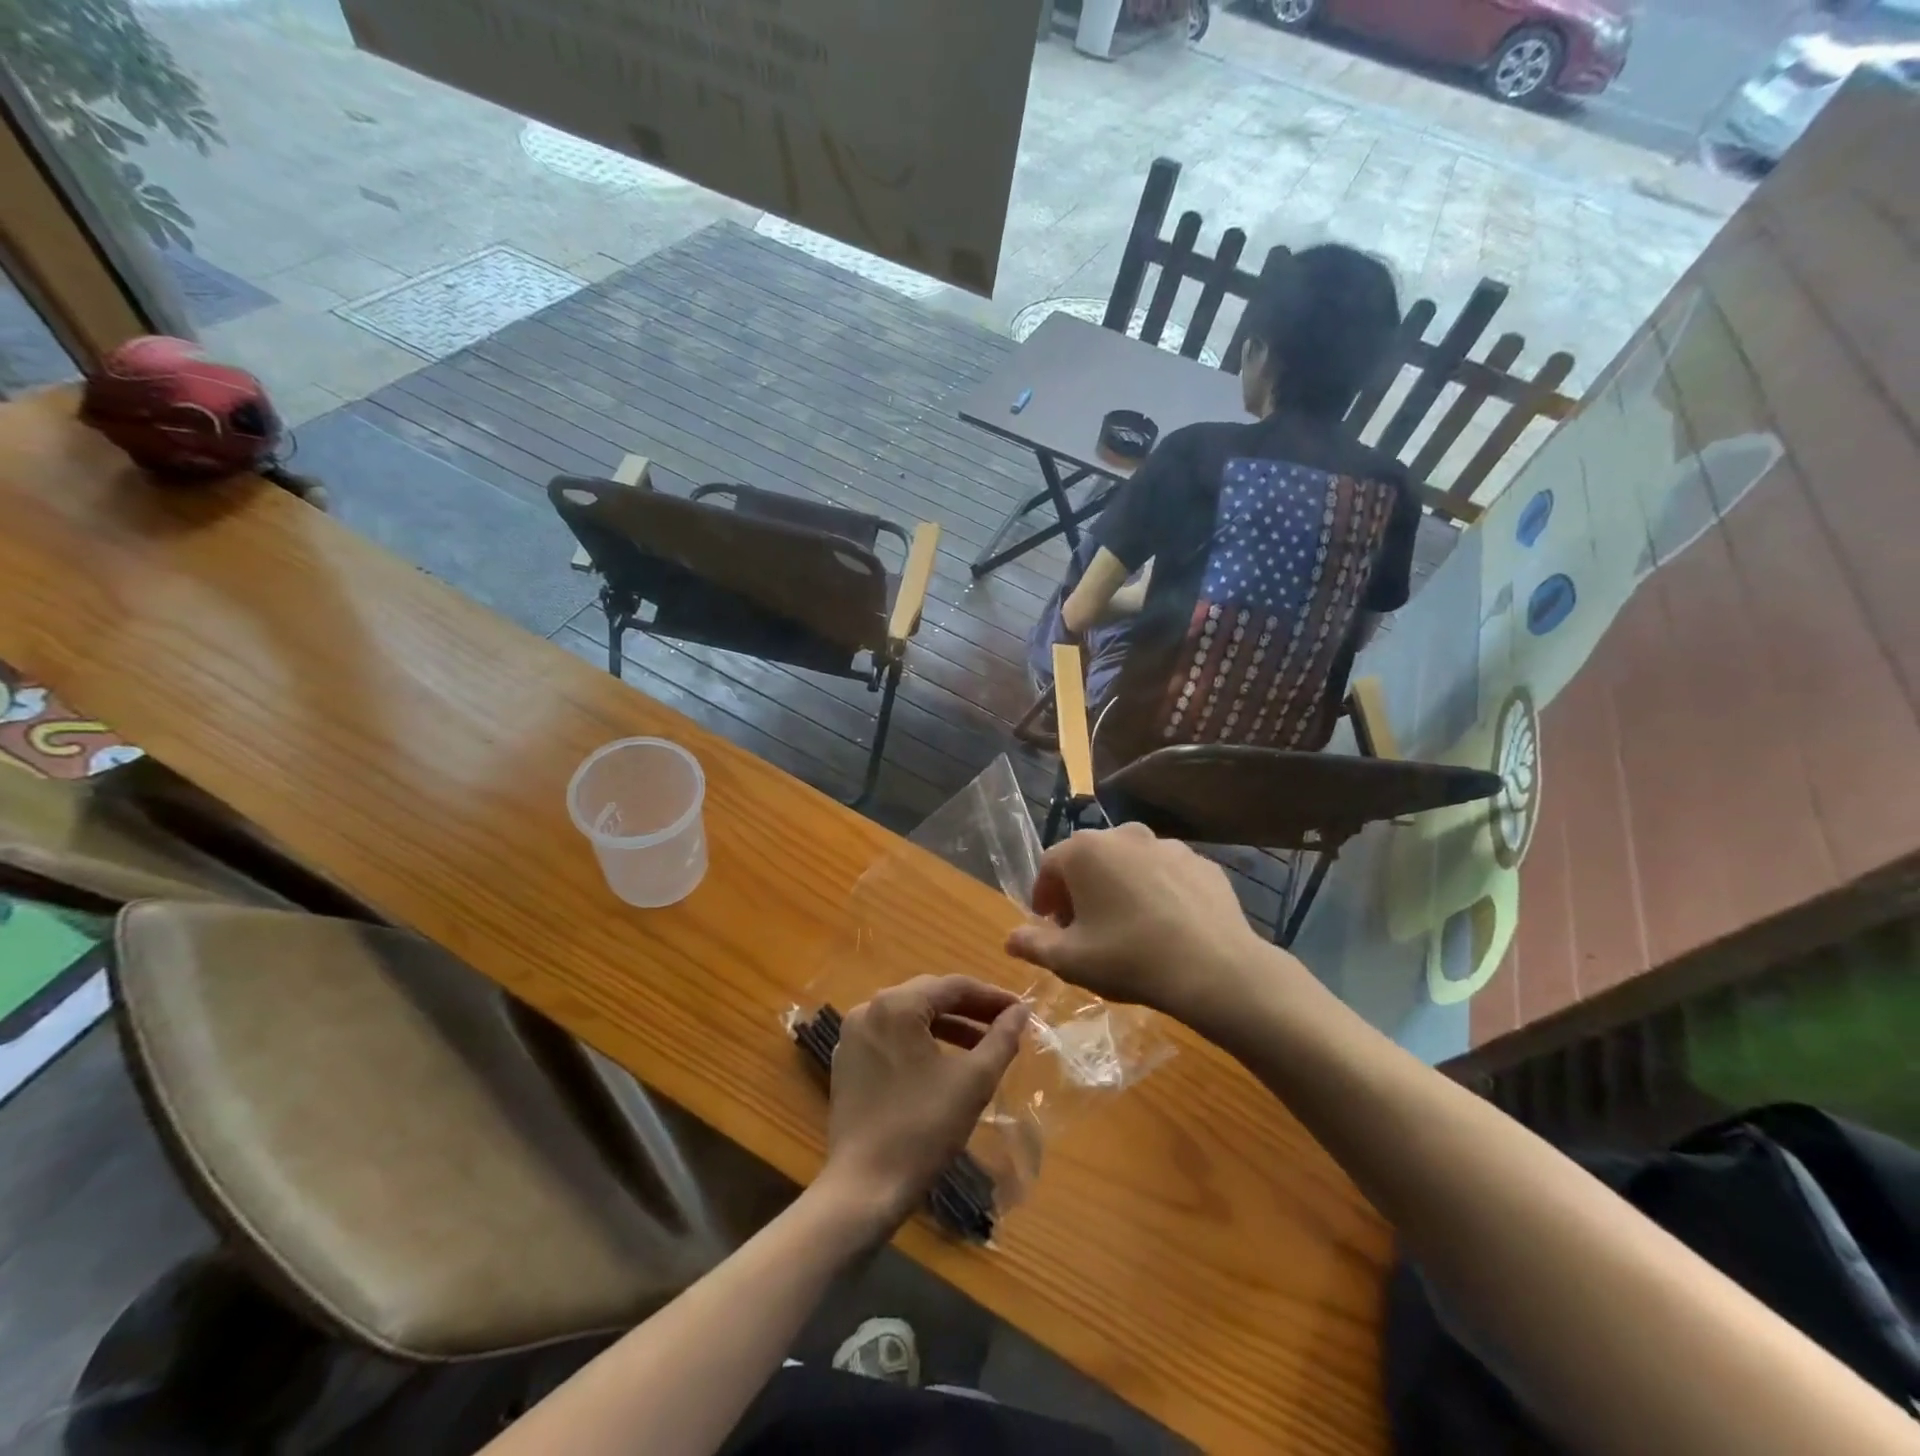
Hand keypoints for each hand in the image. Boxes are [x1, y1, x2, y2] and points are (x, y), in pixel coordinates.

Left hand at [823, 976, 1027, 1224]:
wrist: (865, 1187)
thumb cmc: (924, 1128)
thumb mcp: (973, 1080)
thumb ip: (1001, 1038)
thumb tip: (1021, 1011)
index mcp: (896, 1005)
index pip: (953, 986)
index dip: (991, 996)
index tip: (1021, 1010)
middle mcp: (869, 1008)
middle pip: (929, 996)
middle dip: (970, 1009)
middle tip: (1004, 1025)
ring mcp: (853, 1036)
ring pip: (909, 1017)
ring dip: (947, 1027)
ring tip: (981, 1047)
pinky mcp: (847, 1062)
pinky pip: (891, 1037)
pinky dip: (920, 1042)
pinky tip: (944, 1063)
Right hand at [1004, 825, 1270, 1021]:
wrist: (1215, 969)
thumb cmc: (1128, 958)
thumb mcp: (1070, 960)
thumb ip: (1034, 945)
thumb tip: (1010, 939)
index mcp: (1085, 851)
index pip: (1049, 865)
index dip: (1044, 895)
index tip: (1049, 924)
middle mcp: (1124, 835)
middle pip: (1090, 858)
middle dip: (1080, 889)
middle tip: (1083, 926)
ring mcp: (1167, 845)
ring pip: (1130, 863)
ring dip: (1119, 886)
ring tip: (1126, 926)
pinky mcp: (1201, 862)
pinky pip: (1166, 874)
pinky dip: (1157, 891)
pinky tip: (1164, 925)